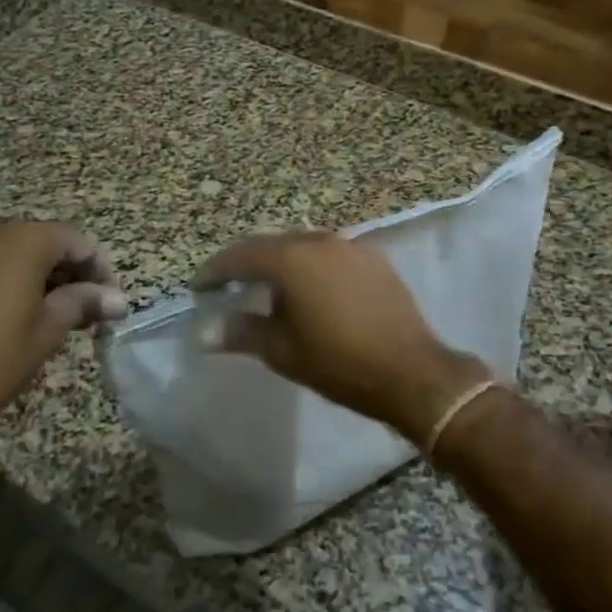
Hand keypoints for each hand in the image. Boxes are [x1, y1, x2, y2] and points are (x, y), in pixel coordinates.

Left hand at [0, 222, 126, 468]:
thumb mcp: (48, 330)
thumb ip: (84, 302)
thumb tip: (118, 299)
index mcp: (20, 241)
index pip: (74, 240)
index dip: (99, 267)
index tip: (110, 300)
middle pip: (43, 241)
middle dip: (70, 271)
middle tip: (88, 309)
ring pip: (14, 252)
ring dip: (40, 275)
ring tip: (56, 314)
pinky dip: (9, 279)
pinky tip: (17, 314)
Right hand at [193, 232, 486, 444]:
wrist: (412, 371)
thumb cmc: (339, 363)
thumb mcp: (283, 351)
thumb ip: (242, 332)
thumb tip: (205, 332)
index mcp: (292, 258)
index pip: (241, 255)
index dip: (215, 271)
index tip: (199, 288)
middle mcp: (320, 240)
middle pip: (271, 245)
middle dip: (246, 264)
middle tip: (227, 287)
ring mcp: (350, 246)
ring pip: (302, 246)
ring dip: (280, 263)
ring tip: (267, 289)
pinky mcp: (373, 258)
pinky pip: (329, 254)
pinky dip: (310, 266)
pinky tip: (309, 290)